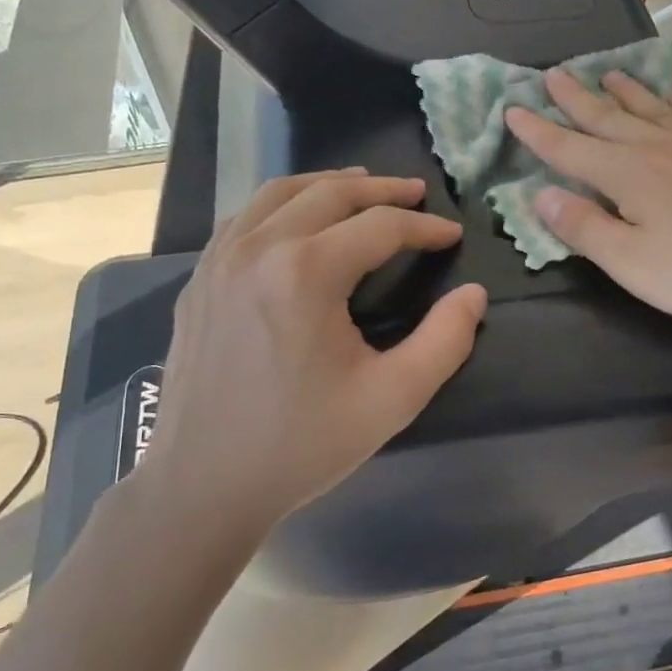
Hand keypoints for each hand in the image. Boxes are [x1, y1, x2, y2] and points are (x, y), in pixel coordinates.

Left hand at [138, 171, 486, 537]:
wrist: (203, 485)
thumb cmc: (302, 445)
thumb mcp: (393, 398)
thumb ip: (445, 341)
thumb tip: (473, 295)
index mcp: (306, 272)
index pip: (380, 227)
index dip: (424, 227)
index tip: (452, 234)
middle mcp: (259, 249)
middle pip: (328, 194)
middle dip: (379, 189)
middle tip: (414, 193)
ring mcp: (219, 261)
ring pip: (278, 194)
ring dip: (326, 185)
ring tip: (361, 187)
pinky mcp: (198, 280)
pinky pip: (245, 218)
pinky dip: (281, 204)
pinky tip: (297, 220)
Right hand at [505, 71, 671, 337]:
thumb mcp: (632, 264)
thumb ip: (585, 228)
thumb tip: (540, 195)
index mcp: (628, 175)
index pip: (569, 149)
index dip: (537, 132)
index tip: (511, 109)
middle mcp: (659, 148)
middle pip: (607, 117)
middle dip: (575, 98)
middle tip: (552, 74)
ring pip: (650, 108)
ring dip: (624, 91)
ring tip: (605, 73)